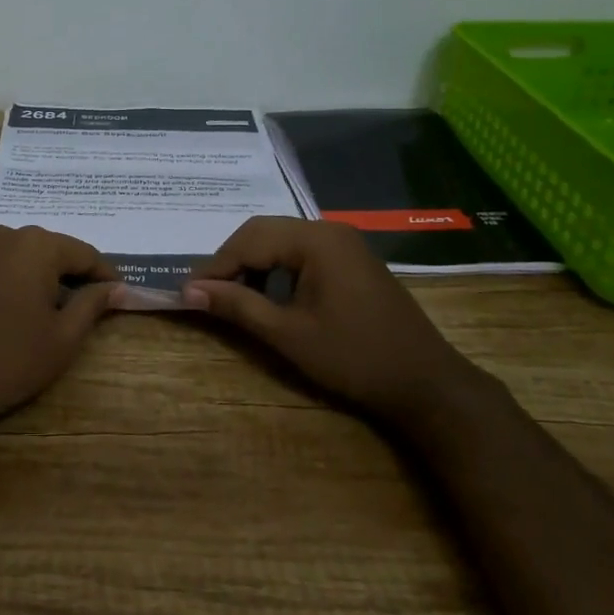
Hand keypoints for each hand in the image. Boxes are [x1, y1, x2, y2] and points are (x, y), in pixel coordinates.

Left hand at [0, 225, 116, 435]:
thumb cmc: (12, 360)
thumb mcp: (64, 336)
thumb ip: (93, 303)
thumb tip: (116, 287)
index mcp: (37, 246)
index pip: (84, 254)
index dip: (105, 275)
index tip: (120, 294)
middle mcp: (5, 234)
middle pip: (52, 249)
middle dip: (72, 272)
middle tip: (88, 303)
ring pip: (23, 252)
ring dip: (41, 272)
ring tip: (52, 305)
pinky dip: (13, 273)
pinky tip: (16, 302)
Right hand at [186, 217, 478, 423]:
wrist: (425, 383)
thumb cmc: (353, 358)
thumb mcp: (288, 334)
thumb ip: (237, 306)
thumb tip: (189, 291)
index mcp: (315, 240)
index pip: (249, 240)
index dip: (215, 266)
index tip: (188, 292)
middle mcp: (329, 230)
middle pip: (264, 232)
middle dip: (232, 261)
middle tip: (207, 293)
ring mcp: (344, 244)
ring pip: (281, 241)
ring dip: (253, 264)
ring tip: (233, 297)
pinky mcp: (352, 260)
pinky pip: (302, 252)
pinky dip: (277, 269)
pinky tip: (268, 296)